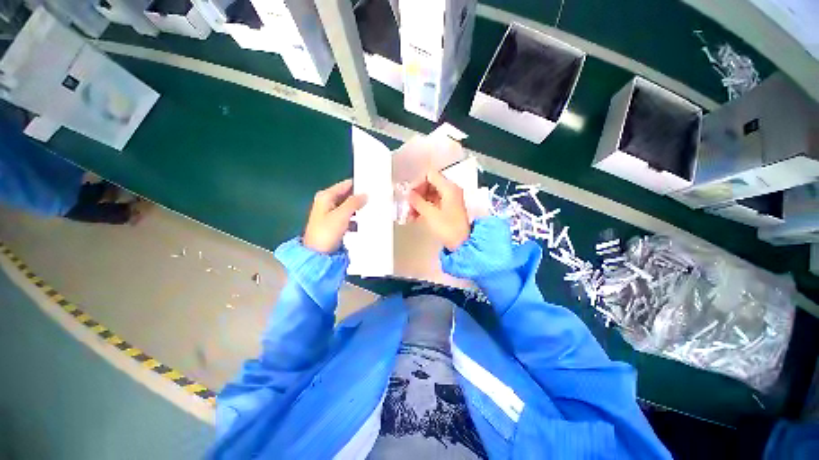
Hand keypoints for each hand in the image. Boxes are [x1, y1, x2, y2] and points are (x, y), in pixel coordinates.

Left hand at [303, 179, 366, 253]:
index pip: (346, 184)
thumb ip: (354, 202)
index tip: (373, 187)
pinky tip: (364, 223)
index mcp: (326, 196)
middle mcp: (327, 202)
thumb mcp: (342, 215)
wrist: (318, 254)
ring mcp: (330, 213)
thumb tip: (365, 194)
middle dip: (360, 198)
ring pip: (349, 207)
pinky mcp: (334, 224)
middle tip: (375, 199)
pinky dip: (355, 219)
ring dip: (359, 209)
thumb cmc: (327, 232)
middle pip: (347, 195)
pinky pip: (348, 217)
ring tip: (373, 210)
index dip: (359, 185)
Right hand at [408, 170, 470, 251]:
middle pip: (429, 184)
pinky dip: (425, 207)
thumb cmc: (448, 228)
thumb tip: (408, 193)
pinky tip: (415, 216)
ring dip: (419, 201)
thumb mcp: (430, 214)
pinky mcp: (448, 207)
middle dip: (417, 194)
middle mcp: (450, 190)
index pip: (429, 175)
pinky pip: (434, 202)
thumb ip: (417, 201)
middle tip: (407, 204)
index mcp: (449, 187)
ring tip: (410, 213)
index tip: (409, 193)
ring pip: (430, 194)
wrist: (462, 243)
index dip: (417, 182)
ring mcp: (450, 198)